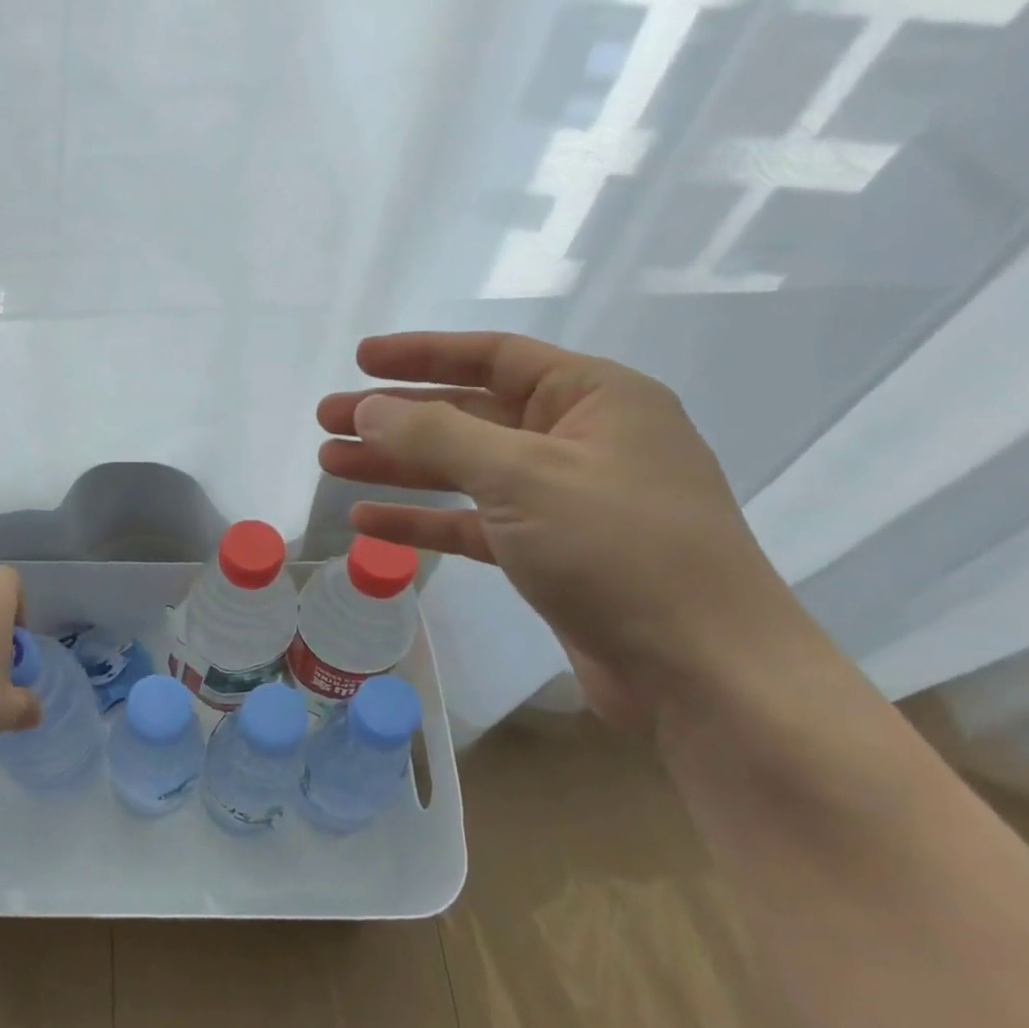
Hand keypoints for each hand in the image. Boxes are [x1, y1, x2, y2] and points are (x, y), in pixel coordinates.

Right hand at [318, 332, 808, 730]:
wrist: (702, 674)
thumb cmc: (619, 550)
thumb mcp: (522, 477)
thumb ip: (438, 436)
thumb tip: (369, 409)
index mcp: (594, 399)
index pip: (494, 356)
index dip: (422, 354)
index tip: (360, 360)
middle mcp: (579, 440)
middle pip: (469, 413)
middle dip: (395, 416)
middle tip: (326, 419)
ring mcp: (564, 499)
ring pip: (464, 469)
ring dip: (399, 466)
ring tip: (331, 462)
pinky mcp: (549, 553)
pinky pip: (473, 522)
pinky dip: (424, 519)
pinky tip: (369, 520)